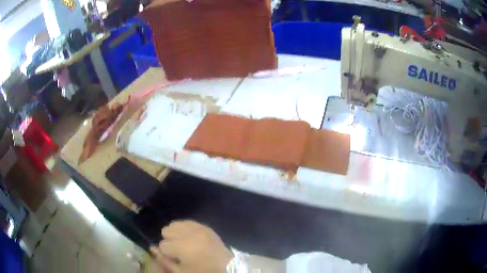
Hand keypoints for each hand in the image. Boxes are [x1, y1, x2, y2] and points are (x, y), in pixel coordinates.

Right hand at [151, 220, 233, 272]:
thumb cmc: (203, 272)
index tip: (175, 258)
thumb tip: (152, 248)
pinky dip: (185, 229)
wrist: (227, 268)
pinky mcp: (205, 226)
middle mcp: (190, 234)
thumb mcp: (181, 272)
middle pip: (166, 230)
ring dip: (176, 234)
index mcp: (183, 247)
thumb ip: (165, 261)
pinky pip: (187, 222)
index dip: (167, 253)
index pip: (162, 245)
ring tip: (185, 244)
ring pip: (175, 224)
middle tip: (180, 251)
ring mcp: (199, 228)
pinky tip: (190, 238)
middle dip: (170, 241)